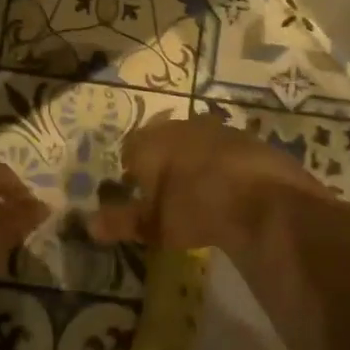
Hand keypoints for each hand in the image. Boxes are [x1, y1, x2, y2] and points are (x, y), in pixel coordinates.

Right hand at [88, 114, 330, 252]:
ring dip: (192, 159)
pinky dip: (221, 163)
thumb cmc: (194, 207)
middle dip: (161, 160)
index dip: (131, 170)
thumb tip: (89, 224)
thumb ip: (122, 221)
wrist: (261, 195)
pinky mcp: (244, 137)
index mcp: (150, 141)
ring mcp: (214, 127)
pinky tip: (228, 188)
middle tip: (166, 191)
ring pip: (193, 140)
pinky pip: (223, 147)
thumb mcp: (154, 224)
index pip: (130, 148)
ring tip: (198, 190)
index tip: (138, 193)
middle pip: (161, 138)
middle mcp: (179, 125)